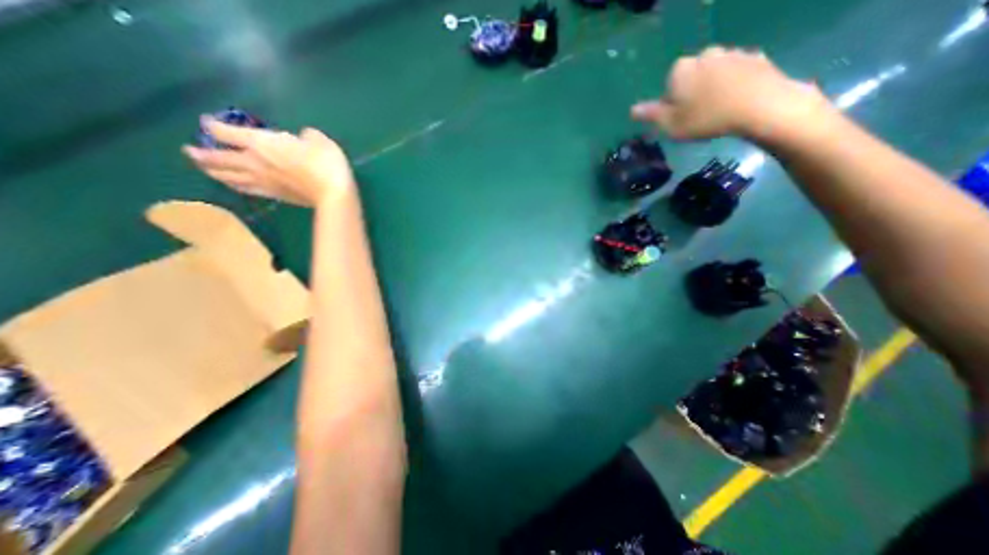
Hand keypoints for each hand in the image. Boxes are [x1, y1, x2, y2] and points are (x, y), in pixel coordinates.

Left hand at [181, 120, 353, 206]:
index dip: (213, 125)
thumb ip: (305, 135)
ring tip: (205, 168)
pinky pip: (246, 189)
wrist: (335, 194)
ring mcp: (263, 181)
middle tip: (190, 151)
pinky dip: (234, 185)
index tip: (208, 122)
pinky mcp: (275, 195)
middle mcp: (254, 162)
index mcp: (261, 143)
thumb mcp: (319, 140)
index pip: (226, 132)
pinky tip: (233, 184)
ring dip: (212, 171)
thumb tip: (301, 138)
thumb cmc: (326, 163)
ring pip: (228, 176)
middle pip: (218, 157)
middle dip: (201, 153)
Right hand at [628, 46, 827, 140]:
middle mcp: (704, 55)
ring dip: (712, 89)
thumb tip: (632, 110)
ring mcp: (731, 53)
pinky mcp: (754, 57)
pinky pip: (735, 73)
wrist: (759, 106)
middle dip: (692, 94)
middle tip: (698, 117)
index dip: (672, 105)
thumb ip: (650, 115)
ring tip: (718, 110)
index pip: (668, 87)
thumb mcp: (670, 124)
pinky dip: (733, 85)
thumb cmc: (705, 118)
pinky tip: (736, 102)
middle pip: (691, 78)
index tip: (680, 119)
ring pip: (713, 74)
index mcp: (681, 70)